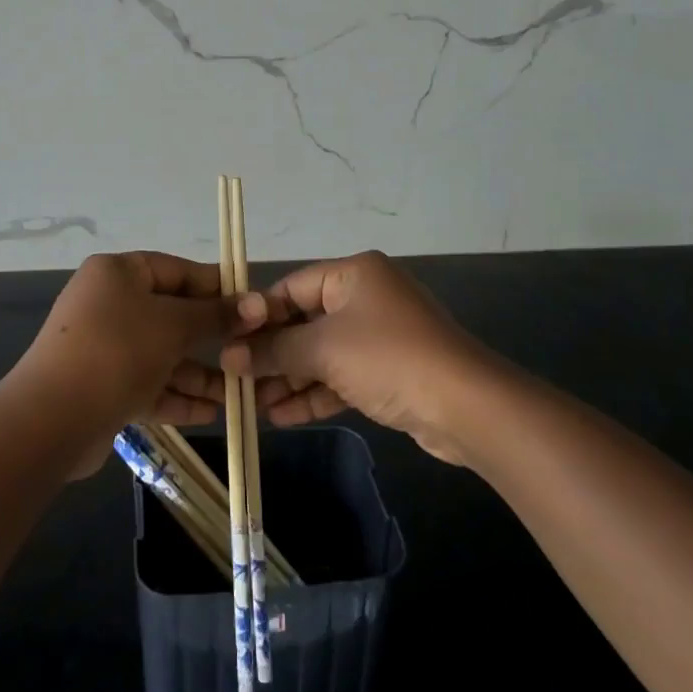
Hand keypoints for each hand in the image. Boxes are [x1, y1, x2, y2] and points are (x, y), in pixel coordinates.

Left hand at [6, 252, 262, 474]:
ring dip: (199, 373)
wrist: (52, 419)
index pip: (176, 270)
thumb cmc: (118, 351)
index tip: (252, 306)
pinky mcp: (102, 387)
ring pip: (162, 354)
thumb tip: (257, 303)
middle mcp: (108, 304)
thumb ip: (215, 315)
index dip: (215, 287)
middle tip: (249, 352)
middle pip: (171, 315)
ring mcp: (104, 347)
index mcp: (118, 273)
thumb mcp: (173, 325)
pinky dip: (177, 396)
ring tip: (239, 393)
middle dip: (211, 337)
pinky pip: (148, 384)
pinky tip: (212, 413)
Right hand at [220, 251, 491, 463]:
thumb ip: (274, 351)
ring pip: (322, 354)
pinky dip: (315, 393)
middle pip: (305, 322)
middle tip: (236, 380)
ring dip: (290, 379)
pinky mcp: (389, 371)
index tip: (227, 343)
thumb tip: (228, 356)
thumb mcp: (323, 350)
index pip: (291, 287)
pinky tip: (283, 417)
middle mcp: (367, 297)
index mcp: (353, 274)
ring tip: (253, 406)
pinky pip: (341, 376)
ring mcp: (380, 335)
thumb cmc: (388, 358)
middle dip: (272, 354)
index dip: (258, 316)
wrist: (465, 406)